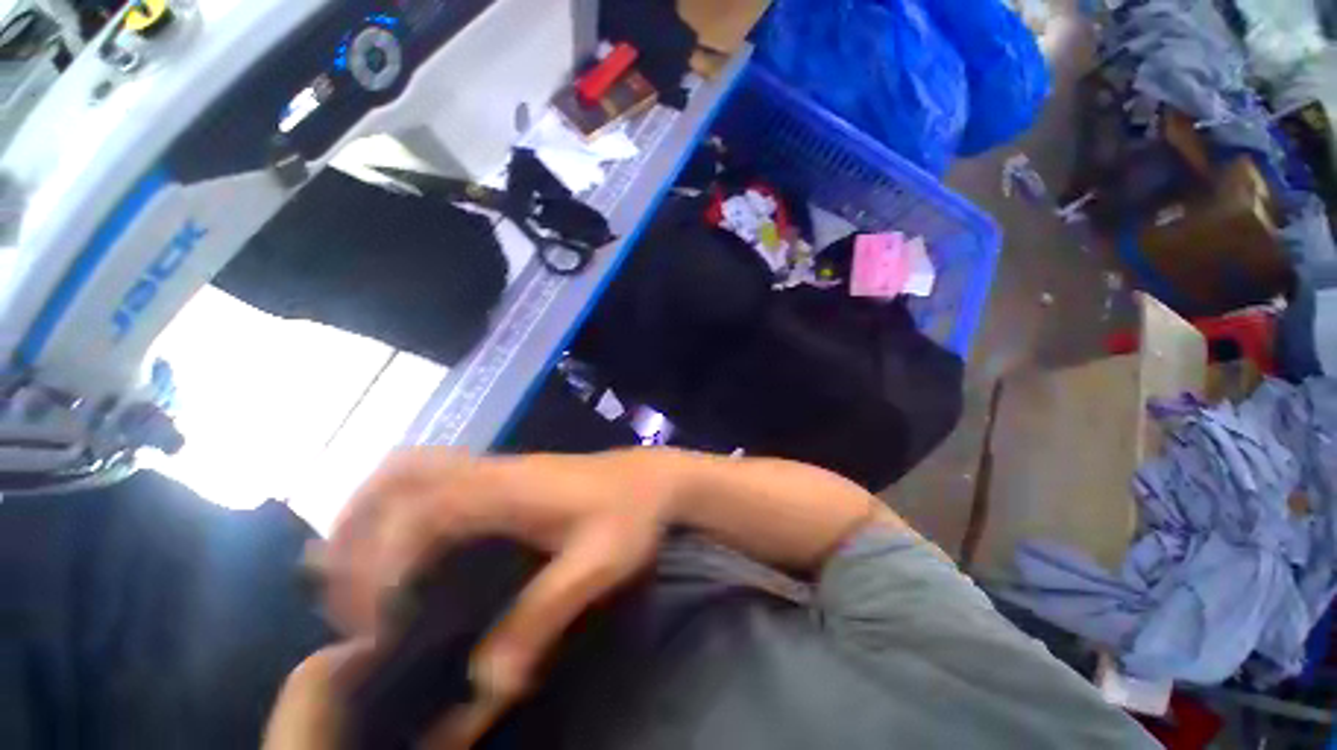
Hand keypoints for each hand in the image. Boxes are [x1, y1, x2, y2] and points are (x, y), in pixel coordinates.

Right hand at [322, 449, 676, 721]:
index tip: (370, 625)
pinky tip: (409, 546)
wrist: (654, 479)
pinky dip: (402, 506)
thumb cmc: (632, 515)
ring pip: (414, 468)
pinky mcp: (507, 474)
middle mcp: (492, 469)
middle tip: (340, 590)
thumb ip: (542, 616)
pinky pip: (436, 477)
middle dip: (355, 525)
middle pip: (401, 474)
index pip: (419, 515)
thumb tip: (483, 682)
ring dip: (372, 511)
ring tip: (356, 569)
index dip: (381, 566)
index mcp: (507, 487)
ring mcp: (499, 467)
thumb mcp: (597, 566)